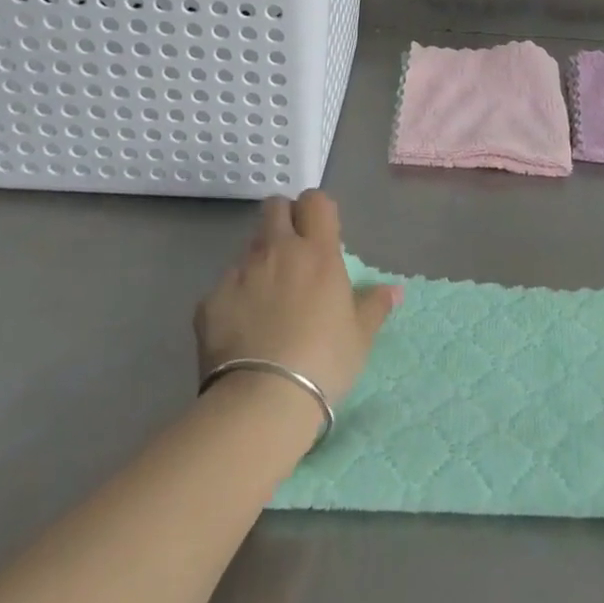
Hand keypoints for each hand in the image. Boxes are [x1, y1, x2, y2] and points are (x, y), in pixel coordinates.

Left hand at [194, 191, 400, 407]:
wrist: (261, 401)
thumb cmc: (324, 362)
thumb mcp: (360, 336)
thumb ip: (375, 306)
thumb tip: (394, 290)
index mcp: (317, 252)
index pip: (316, 201)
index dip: (317, 211)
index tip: (322, 233)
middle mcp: (276, 251)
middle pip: (275, 207)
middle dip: (283, 219)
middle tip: (293, 253)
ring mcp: (239, 273)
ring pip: (249, 248)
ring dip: (260, 262)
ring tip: (267, 300)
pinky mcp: (209, 301)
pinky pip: (225, 287)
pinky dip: (235, 299)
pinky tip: (242, 330)